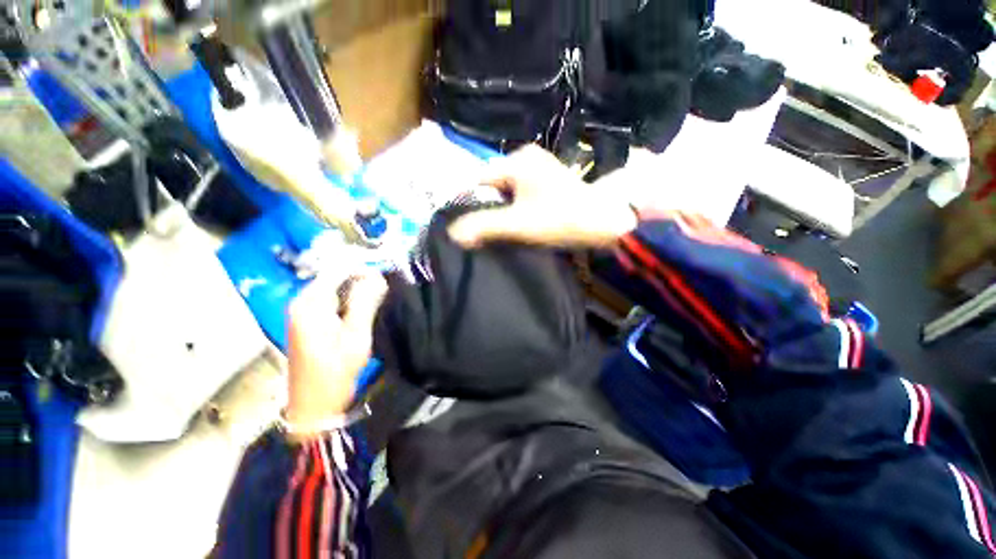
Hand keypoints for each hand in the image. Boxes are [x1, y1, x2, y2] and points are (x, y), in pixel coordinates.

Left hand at [284, 271, 386, 434]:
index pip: (338, 270)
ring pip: (336, 290)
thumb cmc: (335, 371)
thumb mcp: (356, 335)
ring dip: (357, 293)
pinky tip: (361, 314)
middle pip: (336, 278)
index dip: (363, 270)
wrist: (314, 405)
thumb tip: (377, 275)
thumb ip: (366, 302)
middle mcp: (301, 302)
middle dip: (361, 282)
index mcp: (310, 303)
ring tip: (375, 305)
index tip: (384, 280)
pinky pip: (332, 301)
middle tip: (382, 296)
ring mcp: (302, 312)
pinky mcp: (307, 321)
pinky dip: (349, 303)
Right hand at [448, 145, 637, 247]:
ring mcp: (541, 169)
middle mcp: (527, 158)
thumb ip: (484, 227)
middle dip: (487, 206)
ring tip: (499, 228)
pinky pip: (523, 193)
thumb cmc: (562, 218)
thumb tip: (453, 234)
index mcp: (517, 161)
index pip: (479, 178)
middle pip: (494, 184)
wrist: (609, 218)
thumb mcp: (519, 224)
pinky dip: (517, 207)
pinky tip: (518, 222)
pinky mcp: (551, 181)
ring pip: (509, 190)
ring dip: (502, 208)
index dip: (469, 200)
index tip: (465, 222)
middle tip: (482, 230)